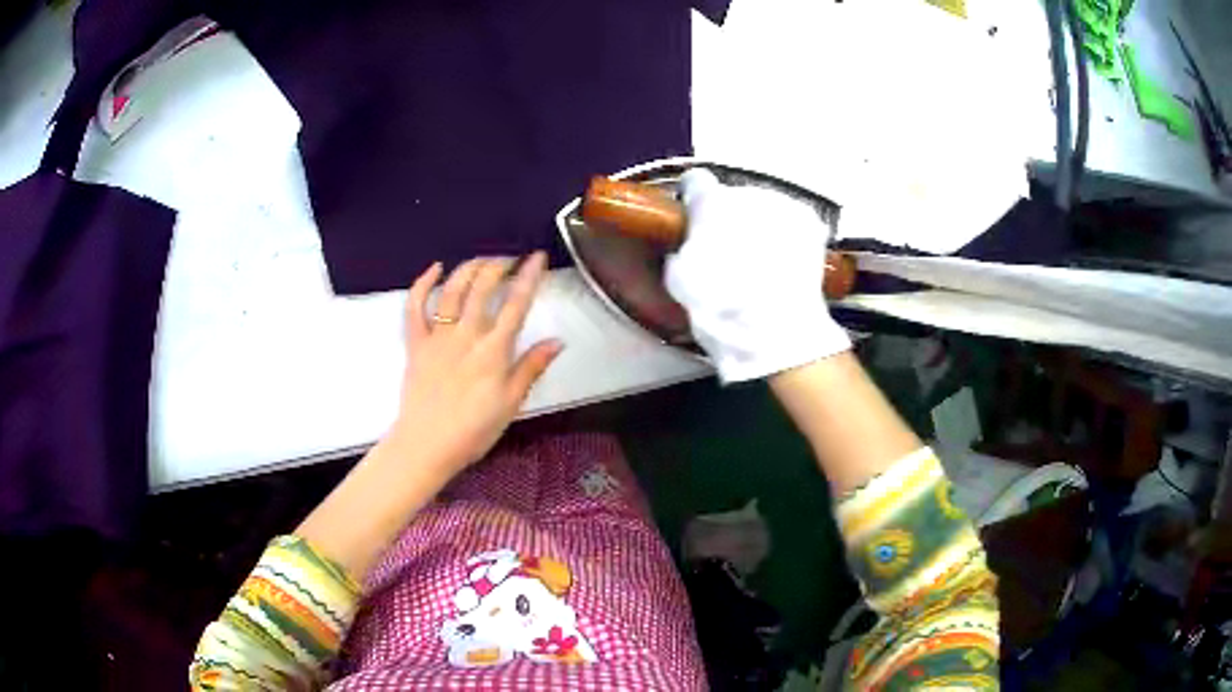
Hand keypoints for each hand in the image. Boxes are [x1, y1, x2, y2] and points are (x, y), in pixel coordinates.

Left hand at [389, 253, 562, 474]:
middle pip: (483, 288)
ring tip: (482, 261)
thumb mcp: (511, 403)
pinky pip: (415, 307)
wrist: (427, 444)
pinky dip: (423, 284)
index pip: (516, 304)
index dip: (528, 277)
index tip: (537, 257)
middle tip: (510, 260)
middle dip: (499, 266)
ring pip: (452, 290)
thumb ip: (531, 368)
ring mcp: (438, 336)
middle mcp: (466, 335)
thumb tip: (557, 341)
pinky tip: (435, 269)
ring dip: (469, 268)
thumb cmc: (473, 430)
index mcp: (493, 351)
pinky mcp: (416, 343)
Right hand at [665, 169, 850, 382]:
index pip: (696, 180)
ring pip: (764, 208)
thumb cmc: (722, 308)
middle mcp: (748, 193)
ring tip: (761, 263)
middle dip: (730, 219)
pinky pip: (792, 221)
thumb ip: (680, 250)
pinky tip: (785, 263)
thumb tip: (686, 246)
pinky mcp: (810, 222)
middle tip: (730, 254)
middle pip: (733, 198)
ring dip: (759, 226)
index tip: (695, 217)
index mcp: (711, 203)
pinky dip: (788, 236)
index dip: (694, 200)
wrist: (776, 330)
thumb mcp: (679, 281)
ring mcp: (783, 205)